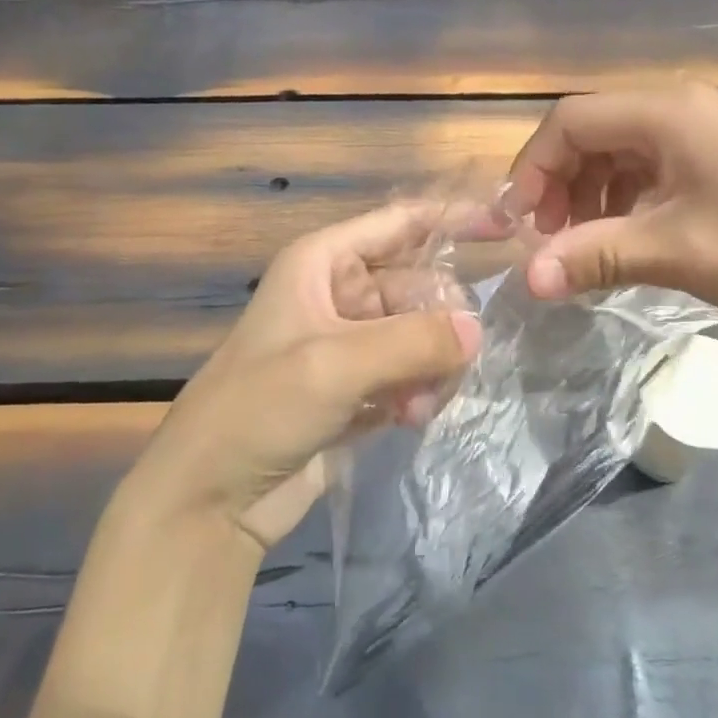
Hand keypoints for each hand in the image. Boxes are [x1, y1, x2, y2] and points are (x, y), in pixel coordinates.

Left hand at [139, 202, 482, 551]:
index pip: (401, 222)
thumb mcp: (335, 364)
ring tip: (420, 403)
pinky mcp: (356, 389)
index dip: (453, 219)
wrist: (210, 498)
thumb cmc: (260, 408)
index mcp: (323, 262)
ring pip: (420, 334)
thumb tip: (477, 331)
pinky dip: (417, 392)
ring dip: (430, 366)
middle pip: (419, 285)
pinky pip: (410, 373)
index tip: (508, 226)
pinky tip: (409, 419)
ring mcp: (349, 343)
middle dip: (441, 322)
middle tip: (451, 361)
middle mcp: (339, 293)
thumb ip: (413, 341)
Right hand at [503, 83, 717, 337]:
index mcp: (666, 113)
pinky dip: (623, 200)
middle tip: (548, 240)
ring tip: (584, 245)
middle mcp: (679, 109)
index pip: (569, 121)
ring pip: (617, 152)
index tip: (518, 223)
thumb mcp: (675, 252)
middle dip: (558, 184)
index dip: (532, 169)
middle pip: (591, 133)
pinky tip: (627, 238)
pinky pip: (649, 168)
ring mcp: (702, 132)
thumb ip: (594, 256)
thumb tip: (527, 279)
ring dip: (588, 195)